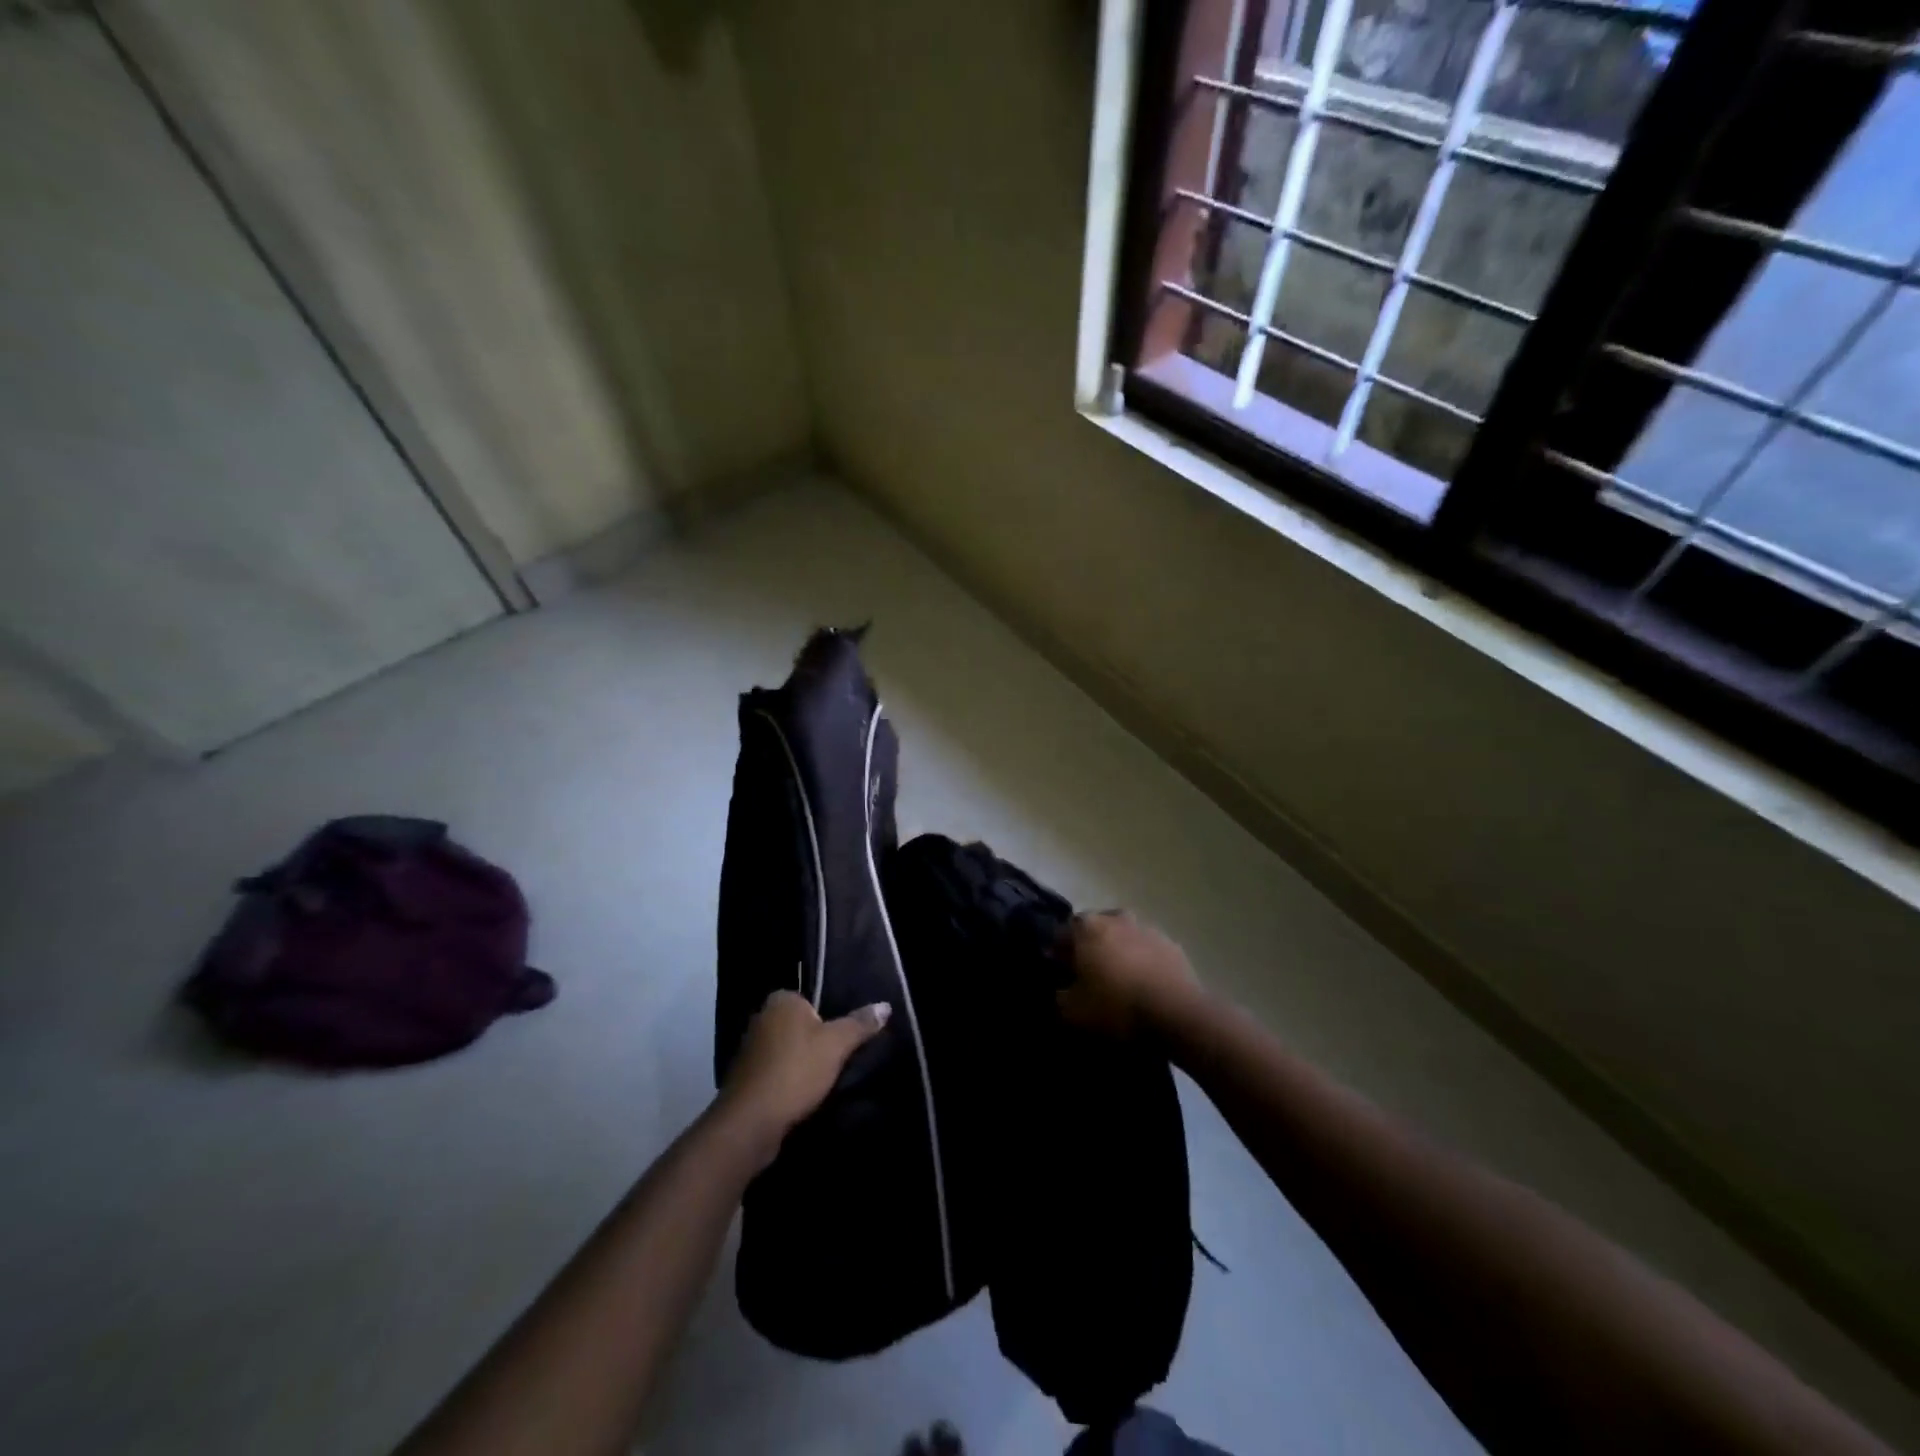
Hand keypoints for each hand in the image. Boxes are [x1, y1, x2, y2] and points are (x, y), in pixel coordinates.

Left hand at [719, 991, 890, 1158]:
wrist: (750, 1122)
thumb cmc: (795, 1071)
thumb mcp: (836, 1045)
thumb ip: (860, 1024)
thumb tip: (885, 1005)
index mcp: (781, 1000)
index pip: (812, 1001)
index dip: (829, 1021)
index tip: (843, 1041)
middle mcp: (761, 1017)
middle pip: (800, 1026)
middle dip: (816, 1043)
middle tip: (838, 1061)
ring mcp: (749, 1049)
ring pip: (787, 1051)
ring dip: (801, 1065)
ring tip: (822, 1082)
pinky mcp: (745, 1078)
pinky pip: (776, 1072)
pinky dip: (787, 1081)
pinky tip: (801, 1097)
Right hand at [1057, 910, 1200, 1038]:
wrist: (1177, 1014)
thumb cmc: (1116, 1006)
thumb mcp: (1073, 1012)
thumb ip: (1060, 997)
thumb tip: (1062, 991)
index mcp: (1087, 927)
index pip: (1063, 931)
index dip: (1058, 952)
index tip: (1060, 971)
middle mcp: (1116, 918)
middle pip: (1095, 928)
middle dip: (1090, 946)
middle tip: (1089, 974)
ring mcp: (1147, 928)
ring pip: (1124, 936)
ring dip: (1118, 951)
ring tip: (1119, 980)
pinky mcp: (1173, 945)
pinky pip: (1148, 950)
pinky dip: (1143, 961)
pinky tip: (1144, 985)